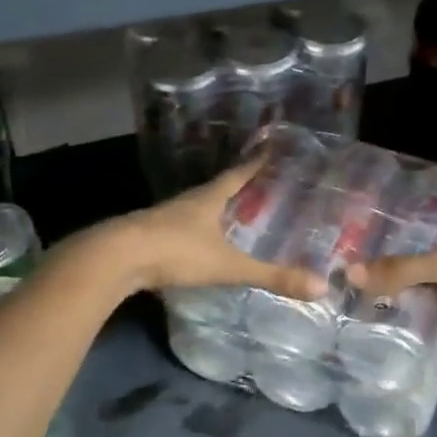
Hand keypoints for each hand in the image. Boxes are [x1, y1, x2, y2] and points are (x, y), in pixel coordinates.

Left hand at [86, 158, 326, 300]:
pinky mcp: (149, 236)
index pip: (238, 174)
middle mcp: (187, 202)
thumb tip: (319, 287)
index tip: (270, 149)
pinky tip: (199, 243)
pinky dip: (195, 231)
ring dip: (214, 210)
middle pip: (216, 189)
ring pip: (196, 209)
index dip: (255, 163)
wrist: (116, 258)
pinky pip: (180, 228)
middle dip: (237, 188)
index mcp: (208, 198)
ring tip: (233, 215)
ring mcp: (165, 217)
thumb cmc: (176, 251)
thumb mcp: (227, 265)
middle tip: (260, 187)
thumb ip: (270, 276)